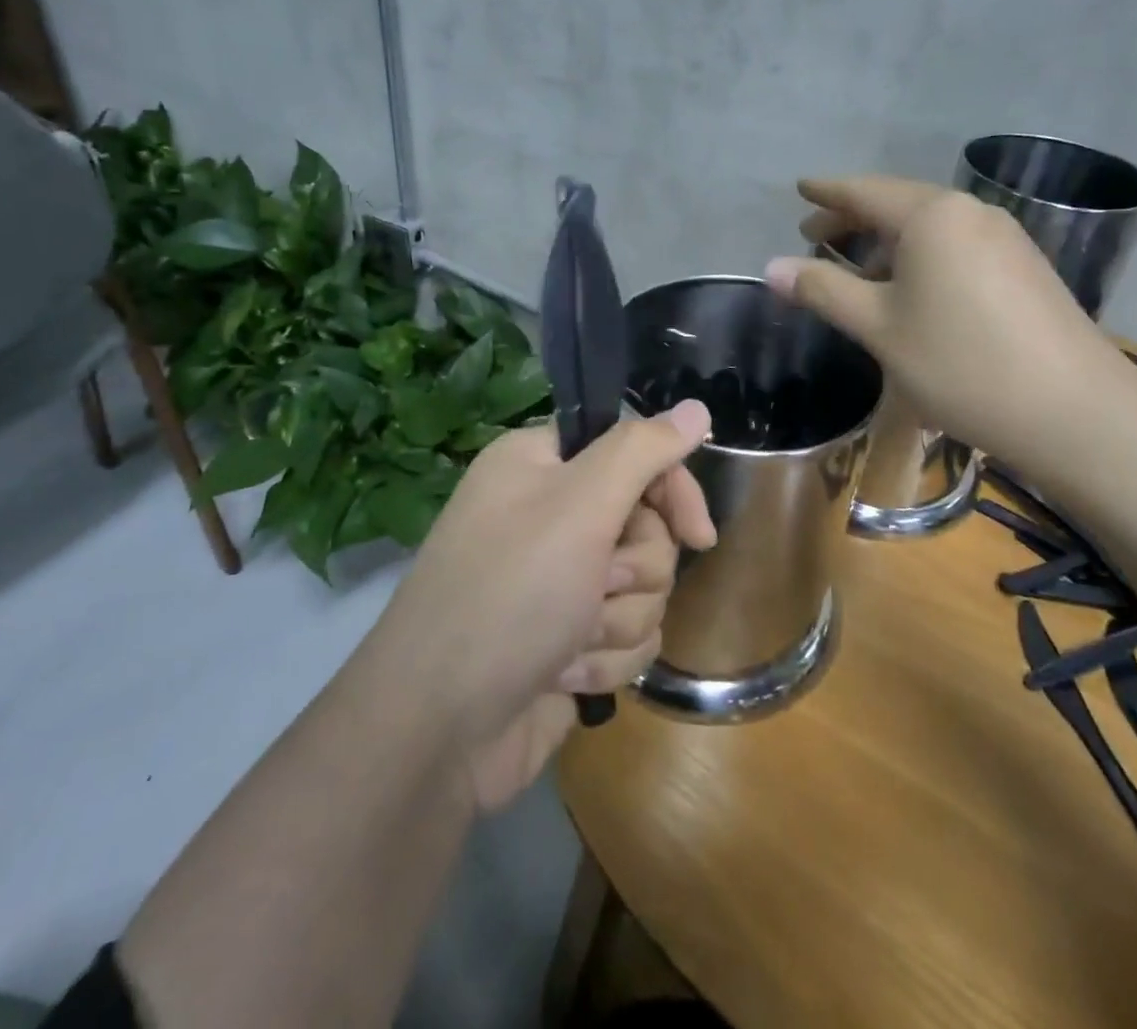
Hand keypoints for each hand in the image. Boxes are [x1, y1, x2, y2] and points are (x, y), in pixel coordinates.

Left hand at [382, 402, 715, 812]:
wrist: (439, 729)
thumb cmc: (510, 595)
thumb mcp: (580, 506)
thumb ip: (642, 450)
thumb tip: (696, 407)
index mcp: (542, 465)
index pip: (632, 451)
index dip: (670, 489)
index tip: (698, 534)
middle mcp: (550, 514)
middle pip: (647, 525)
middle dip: (635, 568)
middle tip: (599, 585)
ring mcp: (559, 580)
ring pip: (644, 586)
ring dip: (618, 619)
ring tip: (570, 641)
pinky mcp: (569, 637)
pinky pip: (627, 634)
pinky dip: (605, 658)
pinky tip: (564, 675)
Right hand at [765, 175, 1136, 474]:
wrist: (1074, 412)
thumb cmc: (961, 363)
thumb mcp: (879, 328)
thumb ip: (823, 290)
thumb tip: (771, 268)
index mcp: (931, 216)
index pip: (864, 191)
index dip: (826, 192)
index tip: (799, 189)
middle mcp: (970, 213)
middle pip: (897, 205)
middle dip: (852, 219)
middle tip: (813, 235)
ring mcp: (1004, 239)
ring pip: (929, 228)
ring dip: (886, 242)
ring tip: (855, 270)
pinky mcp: (1023, 268)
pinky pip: (955, 247)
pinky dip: (919, 258)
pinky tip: (909, 291)